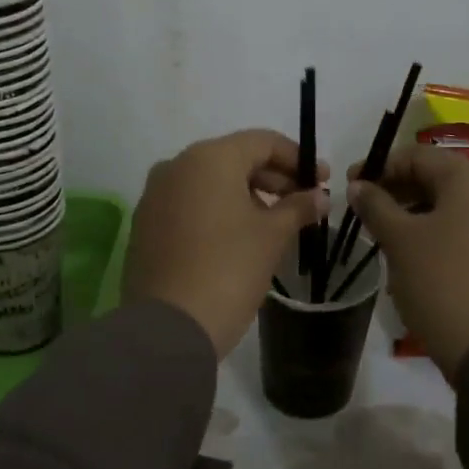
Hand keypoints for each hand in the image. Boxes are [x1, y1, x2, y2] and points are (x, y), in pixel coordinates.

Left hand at [124, 130, 329, 358]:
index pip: (262, 142)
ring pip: (210, 182)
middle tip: (303, 203)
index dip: (297, 159)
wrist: (168, 326)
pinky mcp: (146, 224)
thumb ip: (298, 207)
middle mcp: (176, 165)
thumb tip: (319, 196)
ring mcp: (155, 195)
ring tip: (274, 223)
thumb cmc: (229, 269)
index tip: (322, 181)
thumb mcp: (273, 236)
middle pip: (234, 159)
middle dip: (272, 178)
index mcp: (209, 158)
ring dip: (245, 195)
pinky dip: (217, 211)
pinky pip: (189, 204)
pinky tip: (238, 237)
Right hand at [348, 144, 468, 380]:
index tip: (350, 186)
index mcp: (468, 178)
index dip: (379, 166)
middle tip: (365, 211)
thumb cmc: (440, 281)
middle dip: (397, 189)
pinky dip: (436, 231)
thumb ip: (375, 205)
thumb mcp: (398, 240)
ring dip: (414, 211)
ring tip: (385, 234)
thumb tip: (357, 185)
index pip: (416, 155)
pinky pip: (465, 227)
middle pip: (436, 177)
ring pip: (450, 204)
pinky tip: (415, 254)